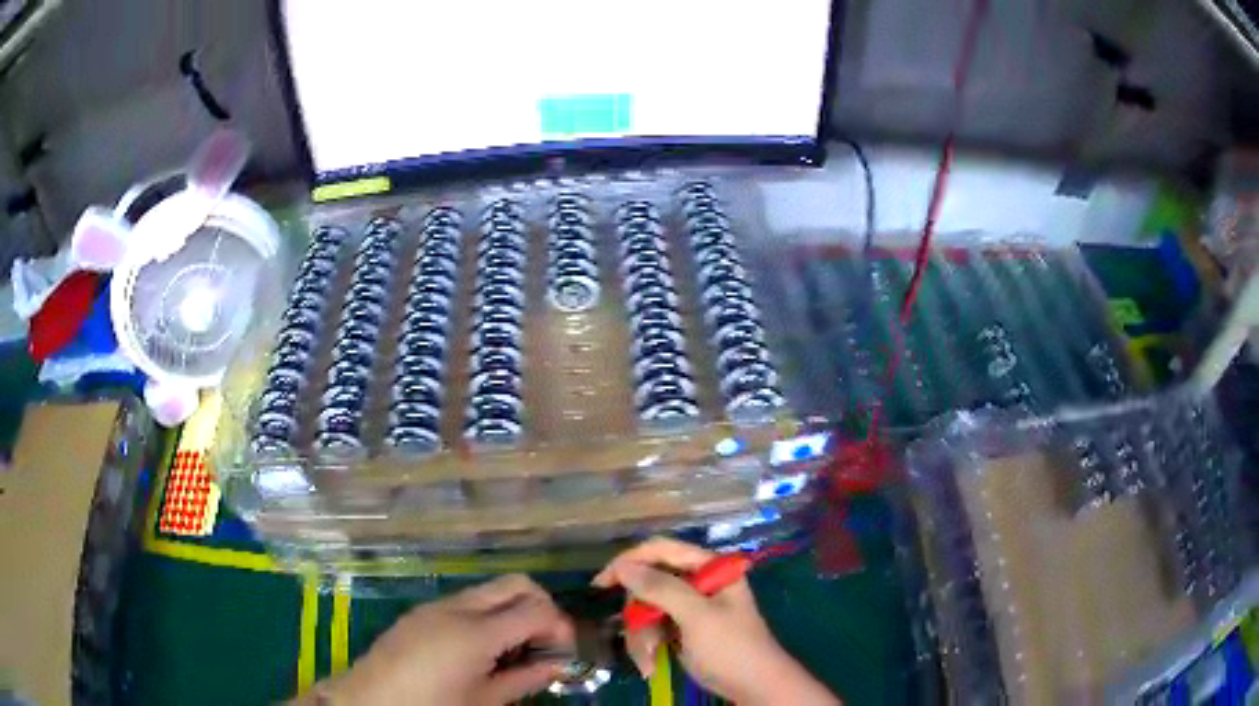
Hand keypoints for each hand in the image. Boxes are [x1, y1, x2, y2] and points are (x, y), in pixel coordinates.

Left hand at [310, 574, 573, 704]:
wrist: (370, 700)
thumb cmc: (432, 705)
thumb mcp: (485, 700)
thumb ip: (525, 678)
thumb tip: (557, 665)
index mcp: (477, 632)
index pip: (537, 609)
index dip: (561, 627)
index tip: (566, 651)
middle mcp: (459, 607)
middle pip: (516, 583)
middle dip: (542, 606)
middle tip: (546, 642)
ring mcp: (437, 605)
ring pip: (491, 590)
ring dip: (514, 609)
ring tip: (516, 649)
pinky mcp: (422, 612)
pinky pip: (467, 601)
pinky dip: (488, 614)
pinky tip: (484, 648)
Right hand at [593, 538, 838, 705]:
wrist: (753, 687)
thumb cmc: (731, 648)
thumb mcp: (697, 616)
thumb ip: (661, 588)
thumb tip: (622, 566)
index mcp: (710, 567)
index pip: (662, 550)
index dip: (629, 561)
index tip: (601, 583)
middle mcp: (698, 581)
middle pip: (649, 582)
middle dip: (638, 615)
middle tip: (638, 641)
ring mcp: (689, 606)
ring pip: (645, 609)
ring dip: (641, 636)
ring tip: (647, 661)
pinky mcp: (682, 628)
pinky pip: (651, 627)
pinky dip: (646, 645)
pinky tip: (650, 664)